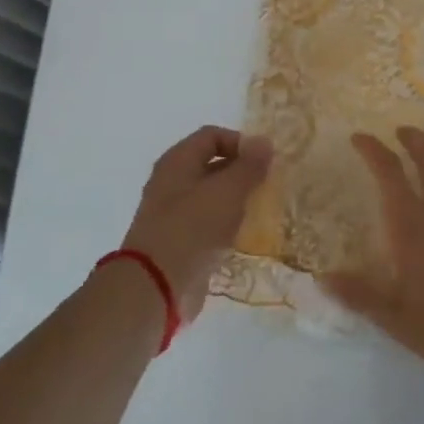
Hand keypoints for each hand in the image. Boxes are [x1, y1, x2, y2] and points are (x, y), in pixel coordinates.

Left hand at [121, 127, 272, 320]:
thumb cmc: (192, 228)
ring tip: (260, 210)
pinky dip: (226, 225)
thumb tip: (265, 142)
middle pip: (212, 165)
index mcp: (177, 161)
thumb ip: (249, 166)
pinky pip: (207, 224)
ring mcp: (173, 214)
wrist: (156, 287)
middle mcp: (171, 182)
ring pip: (211, 196)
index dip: (240, 142)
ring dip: (236, 200)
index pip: (212, 136)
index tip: (264, 162)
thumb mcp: (228, 191)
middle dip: (241, 172)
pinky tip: (243, 235)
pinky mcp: (179, 242)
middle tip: (267, 185)